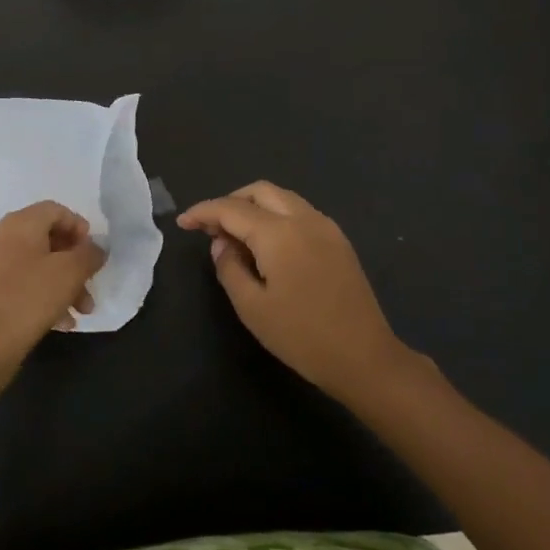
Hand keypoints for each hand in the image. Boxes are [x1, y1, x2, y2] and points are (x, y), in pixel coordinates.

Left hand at [0, 200, 104, 375]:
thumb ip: (89, 254)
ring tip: (81, 312)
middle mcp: (0, 236)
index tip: (93, 253)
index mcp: (19, 223)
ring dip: (63, 284)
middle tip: (91, 285)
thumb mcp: (70, 273)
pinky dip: (43, 295)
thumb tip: (96, 248)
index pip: (55, 210)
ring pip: (36, 265)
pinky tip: (61, 322)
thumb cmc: (29, 299)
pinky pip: (21, 283)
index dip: (79, 227)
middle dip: (74, 263)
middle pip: (47, 239)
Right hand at [178, 180, 412, 400]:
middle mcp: (303, 218)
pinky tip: (267, 244)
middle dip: (229, 202)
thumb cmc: (302, 336)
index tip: (183, 223)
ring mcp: (325, 226)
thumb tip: (222, 245)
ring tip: (236, 236)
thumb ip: (229, 268)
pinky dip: (275, 215)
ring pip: (281, 198)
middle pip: (259, 191)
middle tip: (211, 229)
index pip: (231, 209)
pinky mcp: (338, 240)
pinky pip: (299, 211)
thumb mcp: (252, 307)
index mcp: (278, 233)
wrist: (365, 358)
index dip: (203, 212)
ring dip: (253, 206)